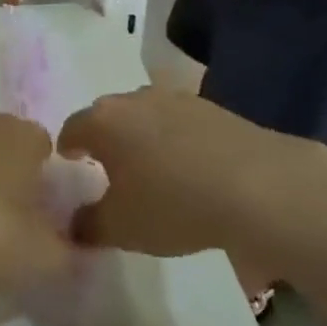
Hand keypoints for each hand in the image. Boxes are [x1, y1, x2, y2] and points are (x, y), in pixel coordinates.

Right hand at [60, 88, 326, 277]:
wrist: (259, 185)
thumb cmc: (173, 203)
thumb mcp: (121, 228)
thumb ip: (88, 225)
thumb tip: (71, 225)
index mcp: (103, 121)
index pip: (71, 128)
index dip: (67, 148)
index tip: (68, 164)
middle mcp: (134, 99)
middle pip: (107, 116)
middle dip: (104, 139)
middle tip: (107, 169)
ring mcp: (175, 98)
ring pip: (144, 116)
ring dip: (141, 137)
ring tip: (150, 168)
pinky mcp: (212, 107)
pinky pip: (178, 122)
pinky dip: (174, 140)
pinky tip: (188, 167)